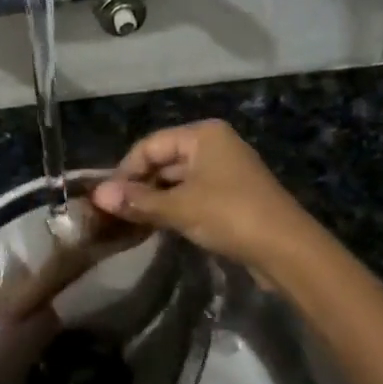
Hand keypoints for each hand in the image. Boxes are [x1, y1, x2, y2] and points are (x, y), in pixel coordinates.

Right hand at [90, 121, 315, 276]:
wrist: (285, 248)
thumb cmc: (229, 215)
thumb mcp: (178, 208)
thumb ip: (137, 201)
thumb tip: (97, 196)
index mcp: (203, 135)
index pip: (150, 145)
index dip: (125, 170)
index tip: (106, 198)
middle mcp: (214, 145)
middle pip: (164, 160)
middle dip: (139, 185)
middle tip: (113, 212)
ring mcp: (225, 171)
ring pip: (177, 180)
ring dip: (155, 199)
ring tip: (130, 221)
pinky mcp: (231, 195)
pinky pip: (192, 194)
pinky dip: (173, 207)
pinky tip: (157, 226)